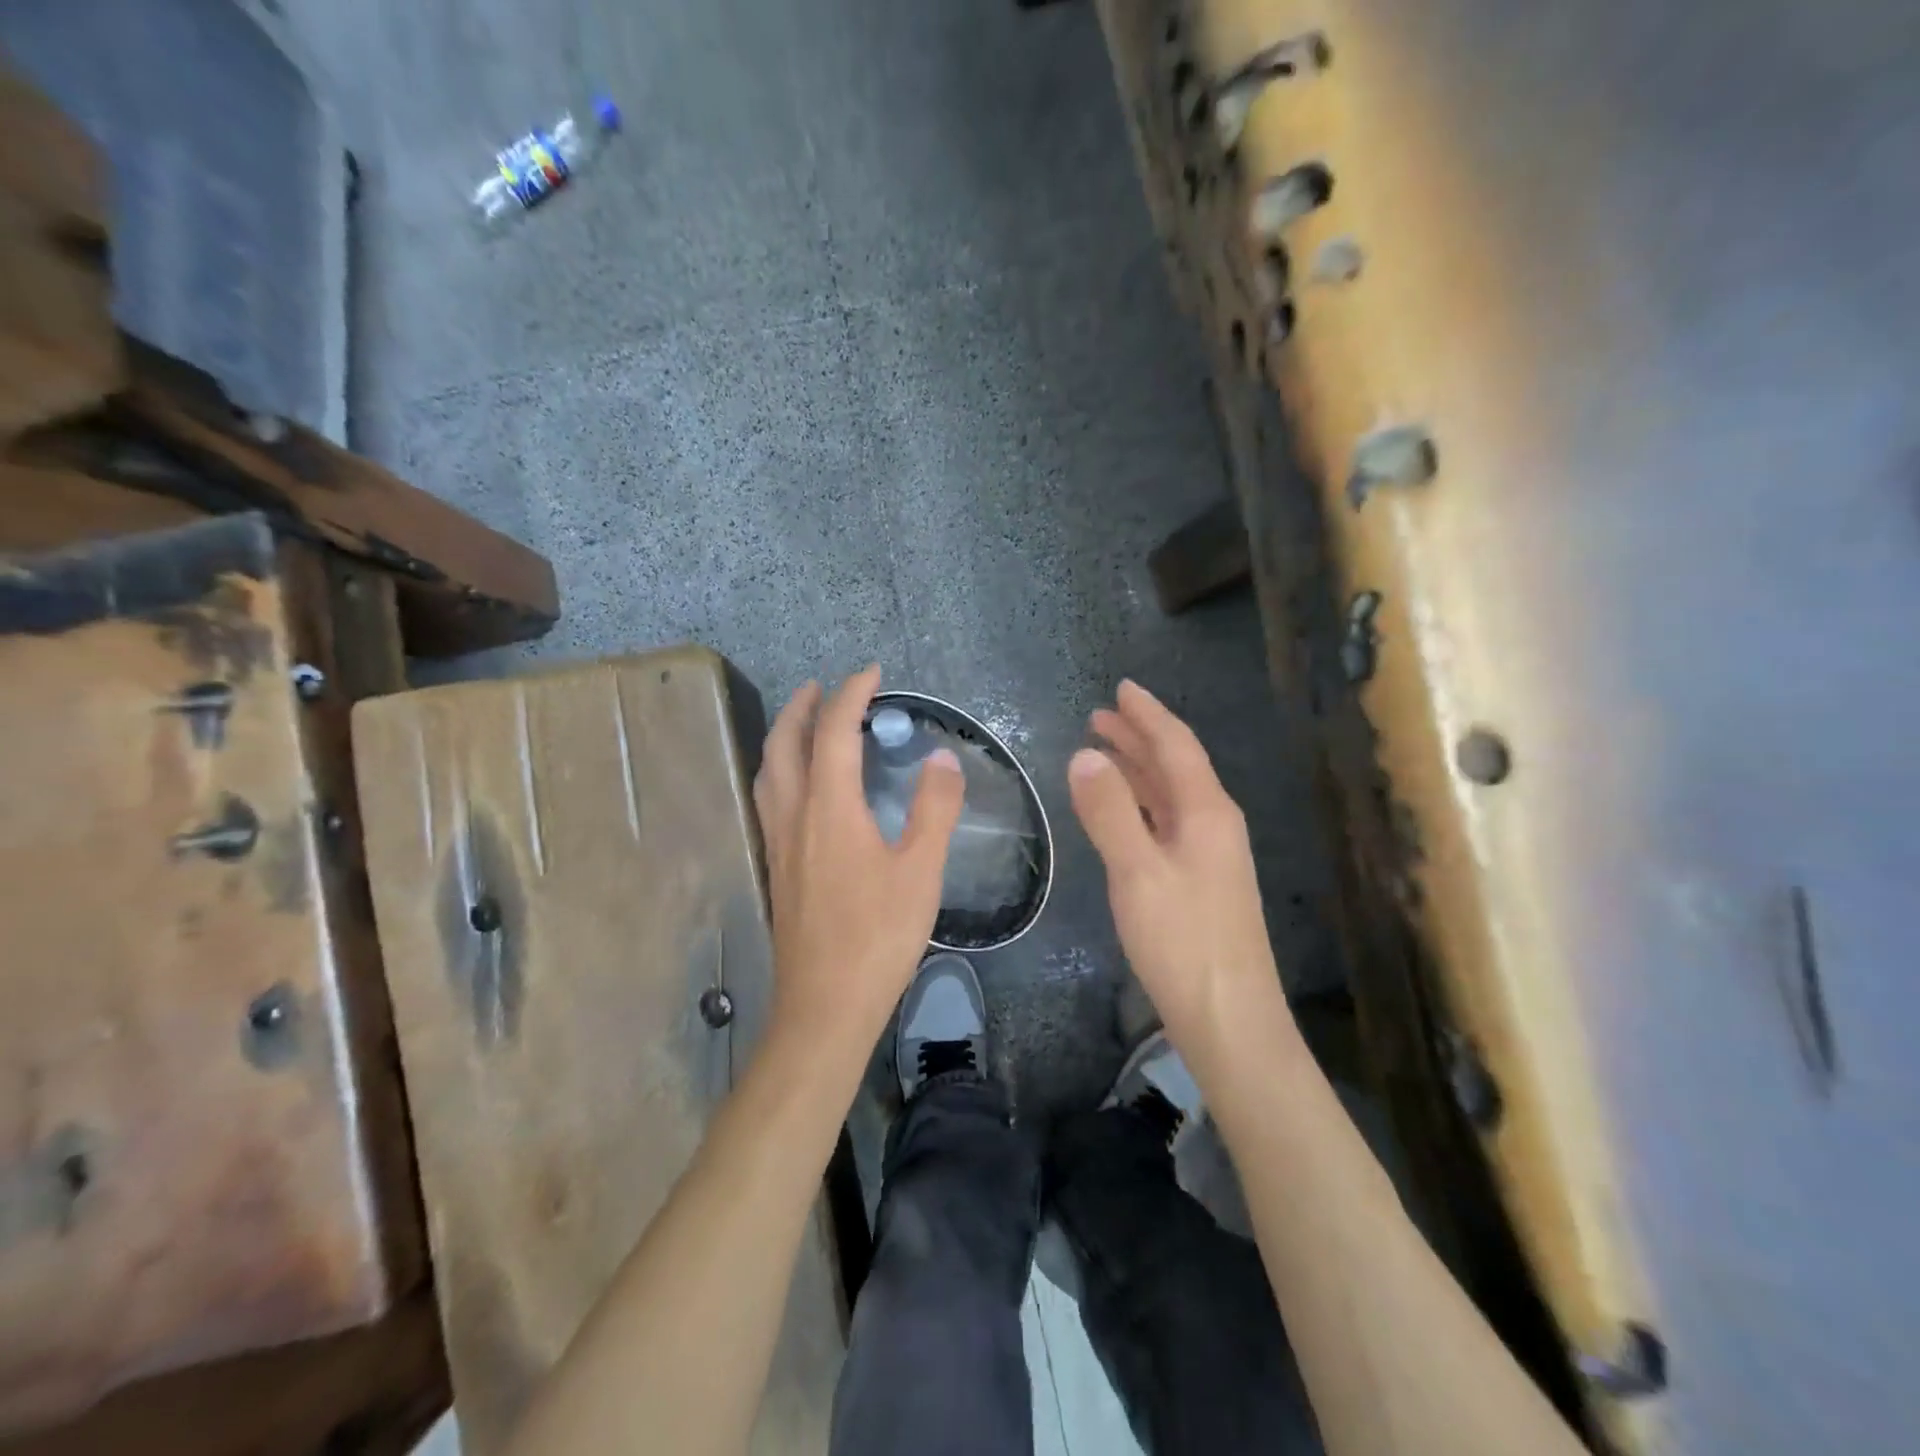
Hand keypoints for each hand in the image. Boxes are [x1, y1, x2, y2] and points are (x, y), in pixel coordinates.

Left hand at [754, 667, 964, 1058]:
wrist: (825, 1004)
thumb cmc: (878, 936)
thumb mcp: (921, 871)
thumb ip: (934, 808)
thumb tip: (942, 757)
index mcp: (829, 808)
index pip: (834, 731)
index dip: (851, 694)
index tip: (872, 672)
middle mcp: (793, 815)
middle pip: (785, 743)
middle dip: (802, 706)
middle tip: (823, 686)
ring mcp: (777, 843)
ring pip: (768, 771)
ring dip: (784, 736)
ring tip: (805, 724)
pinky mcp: (775, 868)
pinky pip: (769, 798)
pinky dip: (780, 770)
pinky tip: (798, 787)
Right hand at [1070, 680, 1286, 1052]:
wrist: (1229, 1019)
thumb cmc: (1183, 941)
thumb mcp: (1137, 872)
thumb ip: (1110, 812)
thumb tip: (1085, 756)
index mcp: (1207, 812)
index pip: (1176, 746)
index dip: (1147, 715)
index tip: (1121, 688)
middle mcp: (1214, 824)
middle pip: (1175, 766)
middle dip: (1139, 737)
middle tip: (1100, 716)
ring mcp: (1210, 854)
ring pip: (1170, 795)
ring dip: (1138, 769)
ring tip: (1103, 751)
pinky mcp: (1200, 882)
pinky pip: (1166, 822)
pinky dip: (1140, 805)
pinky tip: (1122, 811)